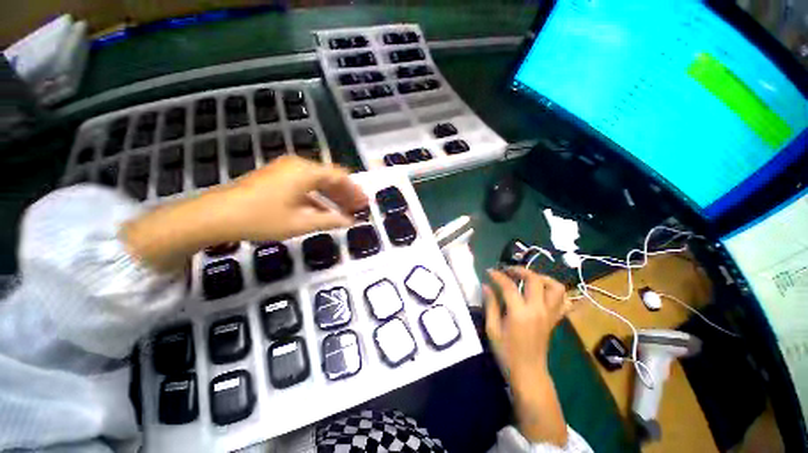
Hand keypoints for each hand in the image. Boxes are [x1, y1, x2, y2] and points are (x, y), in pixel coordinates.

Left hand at [214, 156, 367, 240]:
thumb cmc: (262, 218)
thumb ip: (330, 221)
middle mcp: (298, 165)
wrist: (215, 216)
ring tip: (345, 210)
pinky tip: (323, 210)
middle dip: (346, 193)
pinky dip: (317, 197)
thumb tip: (350, 222)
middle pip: (330, 177)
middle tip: (358, 208)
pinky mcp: (276, 178)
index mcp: (306, 172)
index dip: (355, 190)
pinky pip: (305, 185)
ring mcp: (285, 170)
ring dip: (333, 196)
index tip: (365, 203)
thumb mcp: (301, 223)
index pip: (340, 176)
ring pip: (318, 181)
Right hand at [484, 268, 570, 445]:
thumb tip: (486, 285)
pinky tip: (542, 292)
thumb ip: (490, 304)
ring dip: (541, 278)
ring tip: (527, 279)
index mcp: (520, 313)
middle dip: (520, 270)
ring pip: (555, 287)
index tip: (489, 271)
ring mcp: (549, 314)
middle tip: (507, 271)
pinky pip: (563, 301)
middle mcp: (538, 310)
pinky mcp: (554, 319)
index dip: (498, 275)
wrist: (528, 373)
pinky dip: (554, 292)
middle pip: (535, 280)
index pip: (509, 286)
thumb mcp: (492, 329)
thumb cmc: (507, 353)